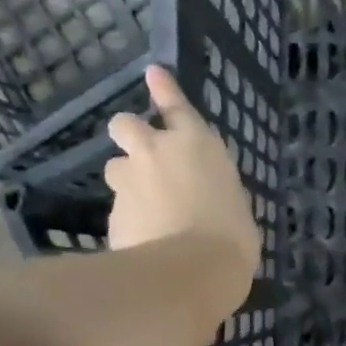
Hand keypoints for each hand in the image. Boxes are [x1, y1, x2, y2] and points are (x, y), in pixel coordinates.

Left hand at [105, 66, 260, 310]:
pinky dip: (129, 221)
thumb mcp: (234, 205)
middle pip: (126, 125)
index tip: (153, 74)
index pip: (175, 106)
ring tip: (146, 209)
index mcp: (197, 144)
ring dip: (128, 181)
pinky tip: (143, 243)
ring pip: (116, 169)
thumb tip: (205, 196)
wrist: (190, 271)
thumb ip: (213, 190)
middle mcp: (156, 152)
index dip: (164, 89)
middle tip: (141, 157)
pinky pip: (118, 210)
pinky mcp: (112, 213)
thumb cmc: (232, 237)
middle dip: (131, 135)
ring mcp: (128, 181)